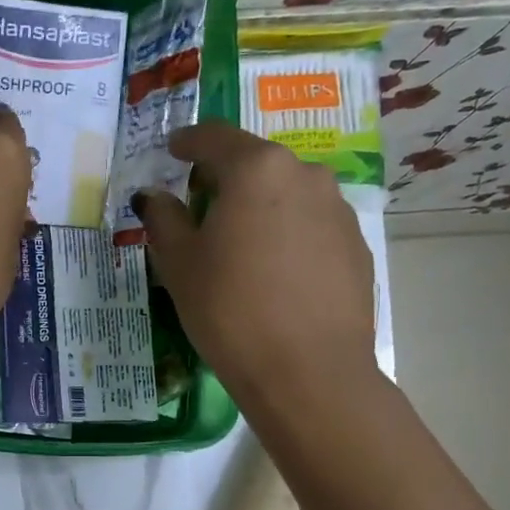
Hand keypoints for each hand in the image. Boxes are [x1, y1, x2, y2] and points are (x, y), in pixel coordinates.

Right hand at [135, 122, 376, 396]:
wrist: (308, 371)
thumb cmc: (230, 310)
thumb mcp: (180, 265)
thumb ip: (163, 220)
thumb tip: (153, 197)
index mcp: (256, 169)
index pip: (215, 138)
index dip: (188, 142)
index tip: (173, 149)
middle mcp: (305, 175)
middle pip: (256, 164)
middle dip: (225, 179)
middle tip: (201, 208)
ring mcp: (338, 210)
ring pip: (287, 195)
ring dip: (260, 208)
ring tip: (240, 248)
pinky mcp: (356, 247)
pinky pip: (311, 227)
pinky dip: (287, 236)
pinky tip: (274, 275)